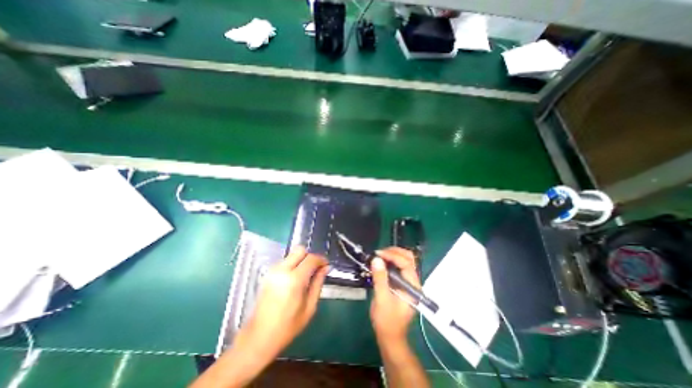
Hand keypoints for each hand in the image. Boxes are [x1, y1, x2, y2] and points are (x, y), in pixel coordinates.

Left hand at [238, 248, 327, 358]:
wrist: (259, 337)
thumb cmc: (288, 326)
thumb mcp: (309, 307)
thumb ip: (318, 283)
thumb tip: (325, 268)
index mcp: (294, 280)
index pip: (311, 259)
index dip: (321, 259)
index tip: (326, 265)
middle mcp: (282, 270)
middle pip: (300, 250)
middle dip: (310, 256)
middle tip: (315, 268)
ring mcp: (273, 271)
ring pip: (292, 254)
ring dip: (301, 260)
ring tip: (306, 274)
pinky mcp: (268, 274)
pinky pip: (285, 261)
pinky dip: (293, 264)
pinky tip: (295, 278)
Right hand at [370, 247, 418, 340]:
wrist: (390, 336)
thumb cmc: (387, 320)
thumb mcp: (382, 299)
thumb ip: (380, 279)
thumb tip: (376, 259)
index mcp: (412, 287)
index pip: (406, 264)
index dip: (393, 256)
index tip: (378, 254)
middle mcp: (413, 282)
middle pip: (409, 259)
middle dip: (395, 252)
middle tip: (379, 252)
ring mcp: (409, 282)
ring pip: (405, 261)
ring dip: (393, 255)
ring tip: (379, 255)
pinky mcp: (403, 283)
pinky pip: (399, 266)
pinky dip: (391, 260)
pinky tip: (382, 262)